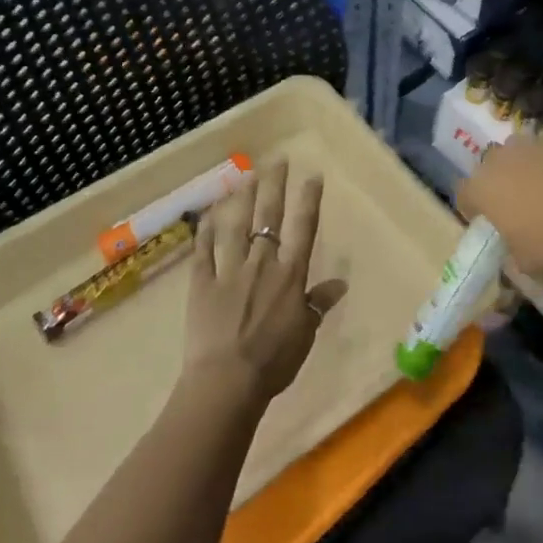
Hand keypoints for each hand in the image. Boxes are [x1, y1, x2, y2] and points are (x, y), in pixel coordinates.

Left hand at [184, 163, 346, 405]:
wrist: (227, 381)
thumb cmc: (274, 360)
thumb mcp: (305, 333)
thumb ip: (319, 304)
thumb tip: (341, 283)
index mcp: (290, 274)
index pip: (303, 228)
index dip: (309, 200)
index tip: (312, 176)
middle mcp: (262, 263)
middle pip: (269, 217)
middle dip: (275, 186)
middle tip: (278, 160)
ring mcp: (229, 270)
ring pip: (236, 226)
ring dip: (241, 199)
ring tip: (246, 175)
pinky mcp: (202, 284)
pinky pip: (204, 252)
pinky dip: (206, 232)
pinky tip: (208, 215)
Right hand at [457, 128, 542, 277]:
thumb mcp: (526, 264)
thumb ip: (511, 253)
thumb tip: (514, 251)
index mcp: (481, 188)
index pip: (463, 195)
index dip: (473, 208)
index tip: (488, 221)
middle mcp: (499, 158)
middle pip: (490, 167)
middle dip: (499, 182)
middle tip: (519, 204)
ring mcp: (530, 141)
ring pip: (519, 151)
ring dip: (526, 165)